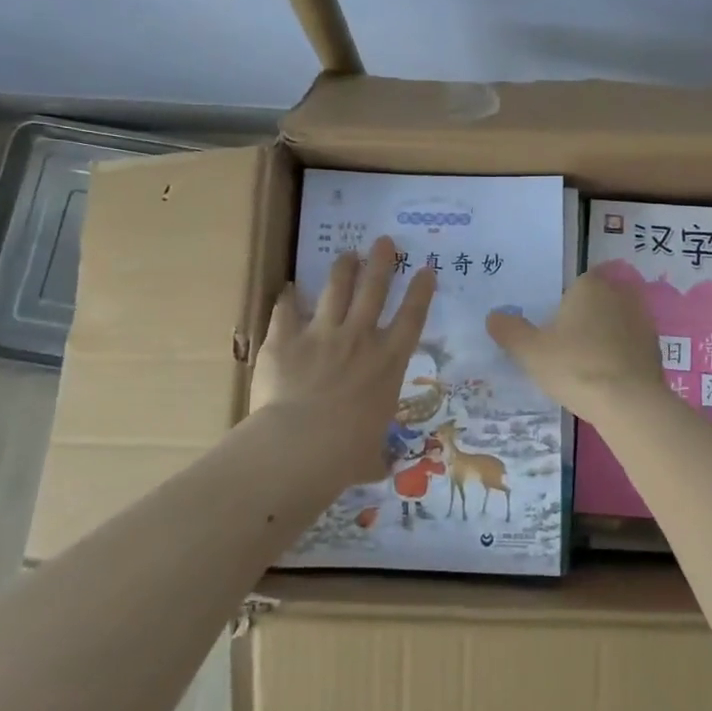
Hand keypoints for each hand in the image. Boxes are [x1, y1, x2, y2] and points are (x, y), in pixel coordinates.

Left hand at [252, 236, 435, 485]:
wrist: (300, 446)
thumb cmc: (346, 454)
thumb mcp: (371, 455)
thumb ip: (375, 454)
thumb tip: (378, 469)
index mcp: (388, 363)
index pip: (412, 318)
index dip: (421, 291)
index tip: (426, 268)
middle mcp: (360, 339)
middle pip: (374, 289)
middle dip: (382, 262)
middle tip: (385, 241)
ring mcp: (321, 334)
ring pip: (336, 289)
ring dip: (343, 268)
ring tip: (348, 253)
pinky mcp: (285, 339)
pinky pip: (285, 310)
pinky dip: (286, 298)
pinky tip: (286, 287)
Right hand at [486, 271, 668, 424]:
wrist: (629, 403)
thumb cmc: (575, 367)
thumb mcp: (530, 351)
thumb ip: (509, 331)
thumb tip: (493, 316)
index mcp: (590, 286)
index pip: (573, 286)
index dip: (562, 307)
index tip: (552, 332)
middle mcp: (620, 294)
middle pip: (595, 303)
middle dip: (583, 320)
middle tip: (565, 349)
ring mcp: (642, 320)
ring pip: (614, 323)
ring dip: (603, 338)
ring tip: (586, 367)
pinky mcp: (656, 347)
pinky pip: (630, 345)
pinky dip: (620, 356)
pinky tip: (607, 378)